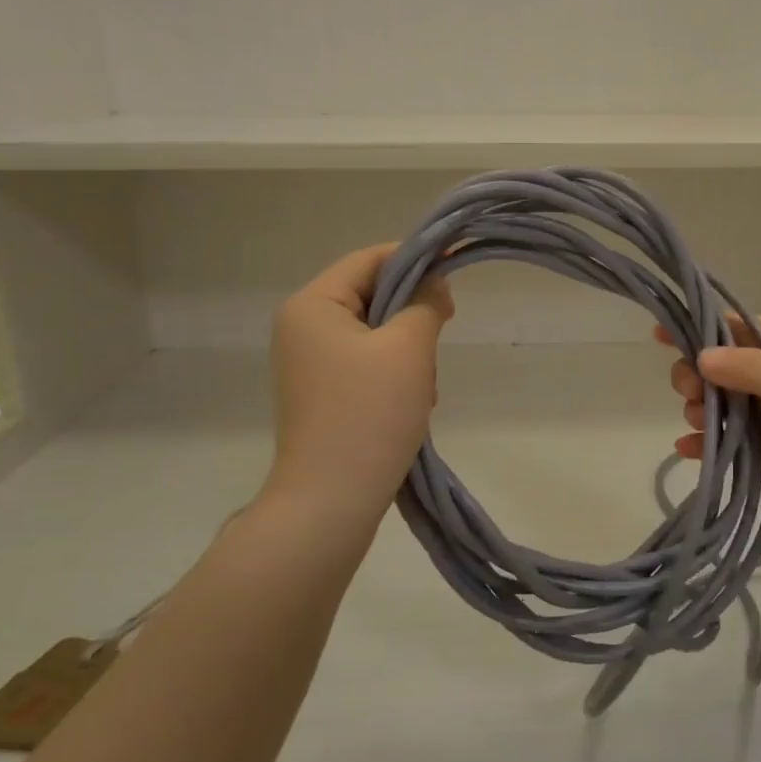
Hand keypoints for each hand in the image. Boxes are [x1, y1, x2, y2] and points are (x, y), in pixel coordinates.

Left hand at [263, 245, 452, 532]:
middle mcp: (303, 328)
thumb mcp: (409, 348)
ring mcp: (310, 365)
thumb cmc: (369, 415)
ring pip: (376, 335)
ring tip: (423, 390)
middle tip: (441, 341)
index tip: (456, 269)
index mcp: (313, 305)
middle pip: (372, 297)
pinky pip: (367, 366)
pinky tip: (411, 408)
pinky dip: (395, 377)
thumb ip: (426, 303)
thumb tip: (434, 283)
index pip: (370, 259)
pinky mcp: (323, 396)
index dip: (416, 258)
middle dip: (413, 317)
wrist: (331, 503)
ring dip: (409, 354)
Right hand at [662, 316, 760, 543]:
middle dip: (699, 377)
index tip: (660, 335)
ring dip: (703, 412)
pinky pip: (737, 444)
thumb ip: (754, 369)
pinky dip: (711, 446)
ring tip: (694, 424)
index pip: (738, 328)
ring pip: (727, 408)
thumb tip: (701, 356)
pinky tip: (689, 451)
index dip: (700, 329)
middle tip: (686, 393)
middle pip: (726, 369)